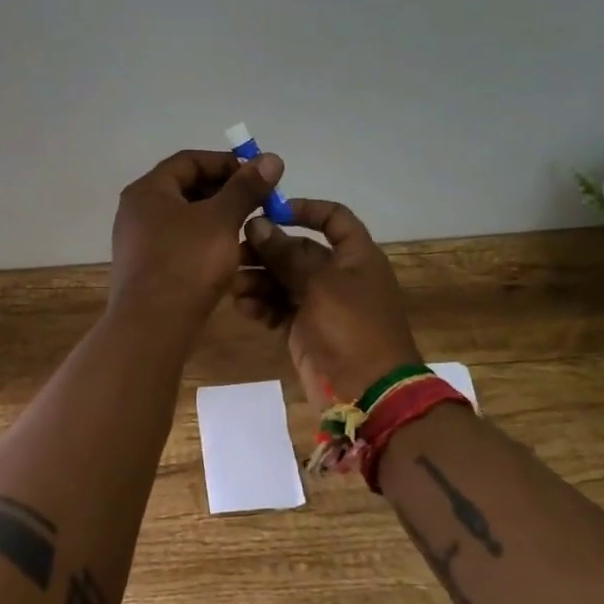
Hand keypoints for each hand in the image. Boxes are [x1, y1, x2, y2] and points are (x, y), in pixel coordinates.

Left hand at [110, 148, 283, 324]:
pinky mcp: (147, 269)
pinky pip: (180, 243)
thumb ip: (245, 188)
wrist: (152, 327)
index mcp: (148, 190)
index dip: (226, 162)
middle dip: (224, 192)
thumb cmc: (186, 263)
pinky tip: (230, 256)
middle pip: (185, 188)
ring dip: (218, 218)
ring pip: (185, 218)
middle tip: (257, 203)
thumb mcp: (221, 220)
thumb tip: (271, 157)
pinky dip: (205, 242)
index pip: (189, 160)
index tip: (257, 176)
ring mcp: (139, 242)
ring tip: (249, 228)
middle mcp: (137, 211)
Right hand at [234, 200, 421, 403]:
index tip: (271, 212)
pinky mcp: (304, 330)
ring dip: (258, 279)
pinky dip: (261, 305)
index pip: (334, 218)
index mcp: (356, 256)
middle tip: (236, 252)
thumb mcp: (319, 284)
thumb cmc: (352, 328)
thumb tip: (258, 224)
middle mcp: (338, 275)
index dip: (305, 210)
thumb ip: (286, 254)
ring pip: (283, 280)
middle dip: (267, 249)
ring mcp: (320, 304)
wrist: (368, 394)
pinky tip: (242, 306)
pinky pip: (277, 308)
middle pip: (298, 250)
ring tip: (235, 285)